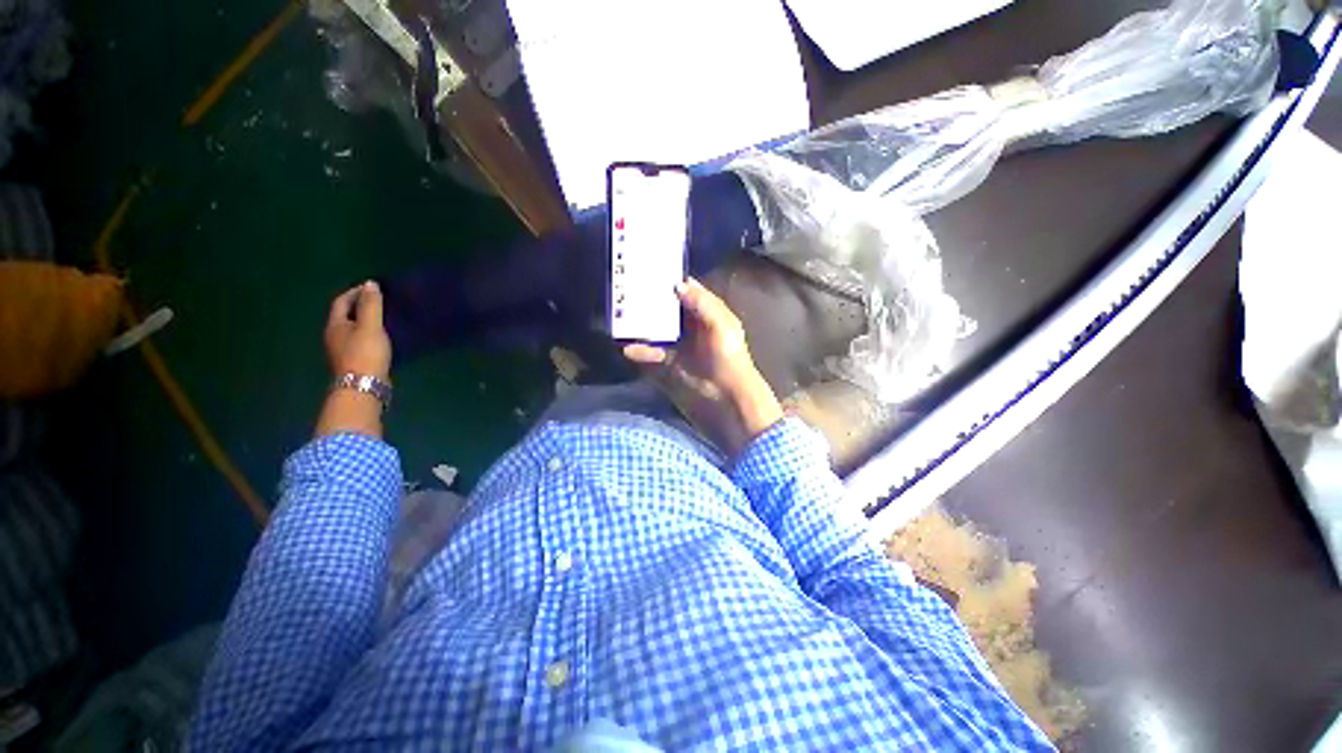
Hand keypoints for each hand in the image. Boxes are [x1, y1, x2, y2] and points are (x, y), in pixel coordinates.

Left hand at [316, 281, 391, 438]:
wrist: (364, 385)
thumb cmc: (366, 352)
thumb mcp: (370, 326)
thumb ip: (371, 305)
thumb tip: (370, 283)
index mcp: (335, 325)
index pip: (341, 302)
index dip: (355, 292)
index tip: (372, 288)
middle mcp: (334, 336)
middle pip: (345, 315)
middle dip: (360, 306)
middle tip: (379, 302)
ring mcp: (343, 350)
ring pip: (352, 329)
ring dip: (365, 321)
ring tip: (383, 318)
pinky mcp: (354, 361)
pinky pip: (360, 340)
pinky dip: (370, 334)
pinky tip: (382, 338)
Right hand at [625, 278, 782, 456]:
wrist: (727, 393)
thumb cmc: (728, 356)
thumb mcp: (721, 325)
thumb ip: (702, 304)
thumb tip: (677, 285)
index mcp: (707, 311)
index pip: (687, 289)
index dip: (670, 279)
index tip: (649, 269)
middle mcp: (690, 323)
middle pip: (667, 307)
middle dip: (650, 299)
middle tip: (627, 289)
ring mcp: (679, 342)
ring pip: (656, 328)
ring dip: (641, 324)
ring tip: (620, 316)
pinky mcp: (670, 360)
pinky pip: (652, 351)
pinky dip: (641, 350)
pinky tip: (627, 348)